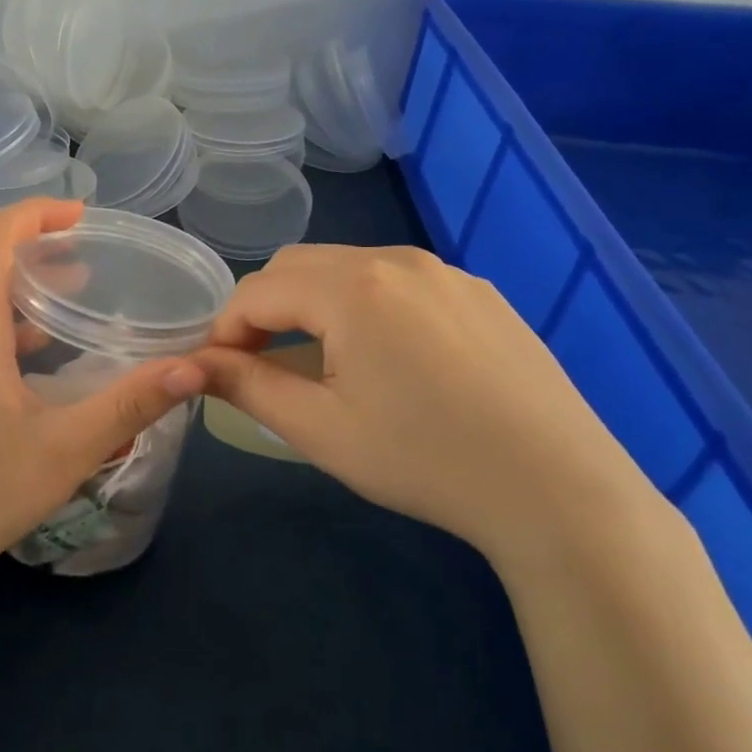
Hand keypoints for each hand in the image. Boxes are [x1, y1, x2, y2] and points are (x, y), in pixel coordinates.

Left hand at [0, 200, 207, 587]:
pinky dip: (19, 316)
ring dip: (29, 279)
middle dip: (38, 241)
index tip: (80, 215)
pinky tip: (52, 345)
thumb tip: (193, 366)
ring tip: (82, 282)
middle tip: (92, 245)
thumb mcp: (69, 447)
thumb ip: (131, 404)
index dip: (32, 214)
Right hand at [194, 246, 662, 568]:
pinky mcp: (479, 292)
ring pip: (348, 269)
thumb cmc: (424, 460)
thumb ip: (247, 385)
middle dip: (265, 309)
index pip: (256, 291)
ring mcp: (444, 272)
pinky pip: (399, 282)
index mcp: (350, 287)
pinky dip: (366, 306)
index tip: (217, 373)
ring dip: (314, 304)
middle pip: (298, 267)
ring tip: (324, 363)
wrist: (559, 491)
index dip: (224, 331)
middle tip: (262, 364)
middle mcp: (394, 260)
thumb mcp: (320, 429)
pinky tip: (390, 361)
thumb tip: (192, 365)